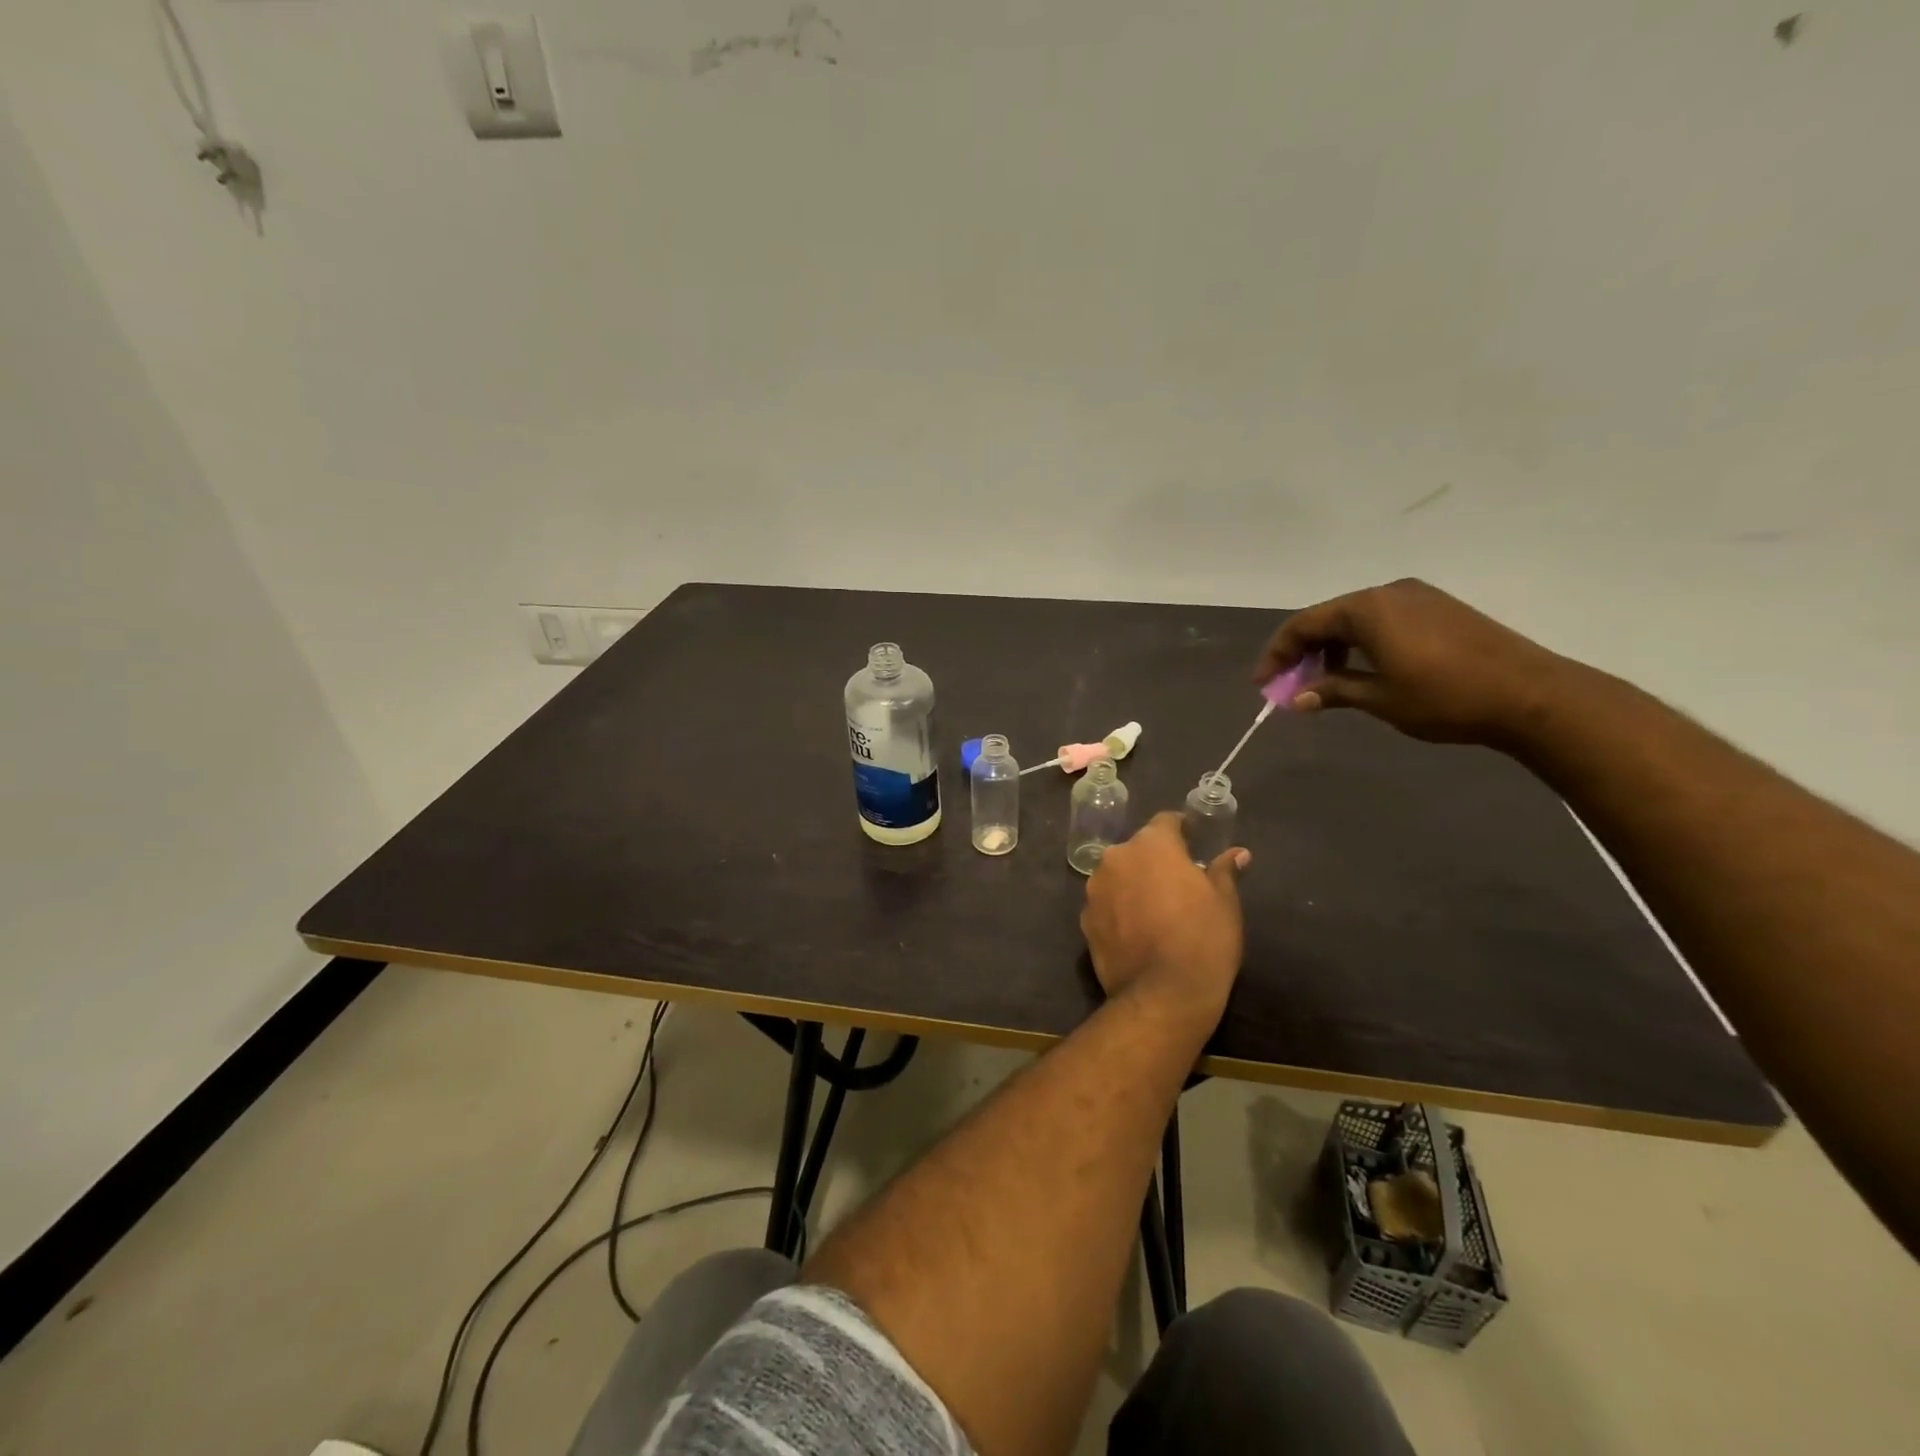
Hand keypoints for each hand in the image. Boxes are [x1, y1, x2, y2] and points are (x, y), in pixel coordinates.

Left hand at [1081, 812, 1249, 1028]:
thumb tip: (1237, 854)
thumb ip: (1224, 871)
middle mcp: (1116, 858)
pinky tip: (1136, 931)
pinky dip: (1118, 910)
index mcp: (1151, 845)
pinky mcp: (1085, 920)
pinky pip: (1106, 904)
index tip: (1193, 843)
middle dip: (1154, 860)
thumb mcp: (1225, 903)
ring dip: (1133, 884)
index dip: (1181, 830)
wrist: (1163, 994)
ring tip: (1155, 910)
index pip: (1165, 822)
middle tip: (1177, 883)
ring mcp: (1095, 889)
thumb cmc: (1203, 939)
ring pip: (1118, 876)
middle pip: (1137, 850)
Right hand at [1255, 578, 1570, 745]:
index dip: (1277, 654)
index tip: (1264, 684)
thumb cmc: (1444, 697)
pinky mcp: (1441, 609)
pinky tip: (1364, 669)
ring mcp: (1418, 597)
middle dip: (1303, 651)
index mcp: (1367, 609)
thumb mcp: (1379, 698)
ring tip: (1326, 682)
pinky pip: (1384, 620)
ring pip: (1356, 618)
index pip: (1303, 625)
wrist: (1531, 695)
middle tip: (1291, 684)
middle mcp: (1388, 593)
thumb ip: (1332, 691)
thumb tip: (1295, 698)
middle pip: (1328, 617)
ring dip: (1333, 648)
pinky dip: (1362, 643)